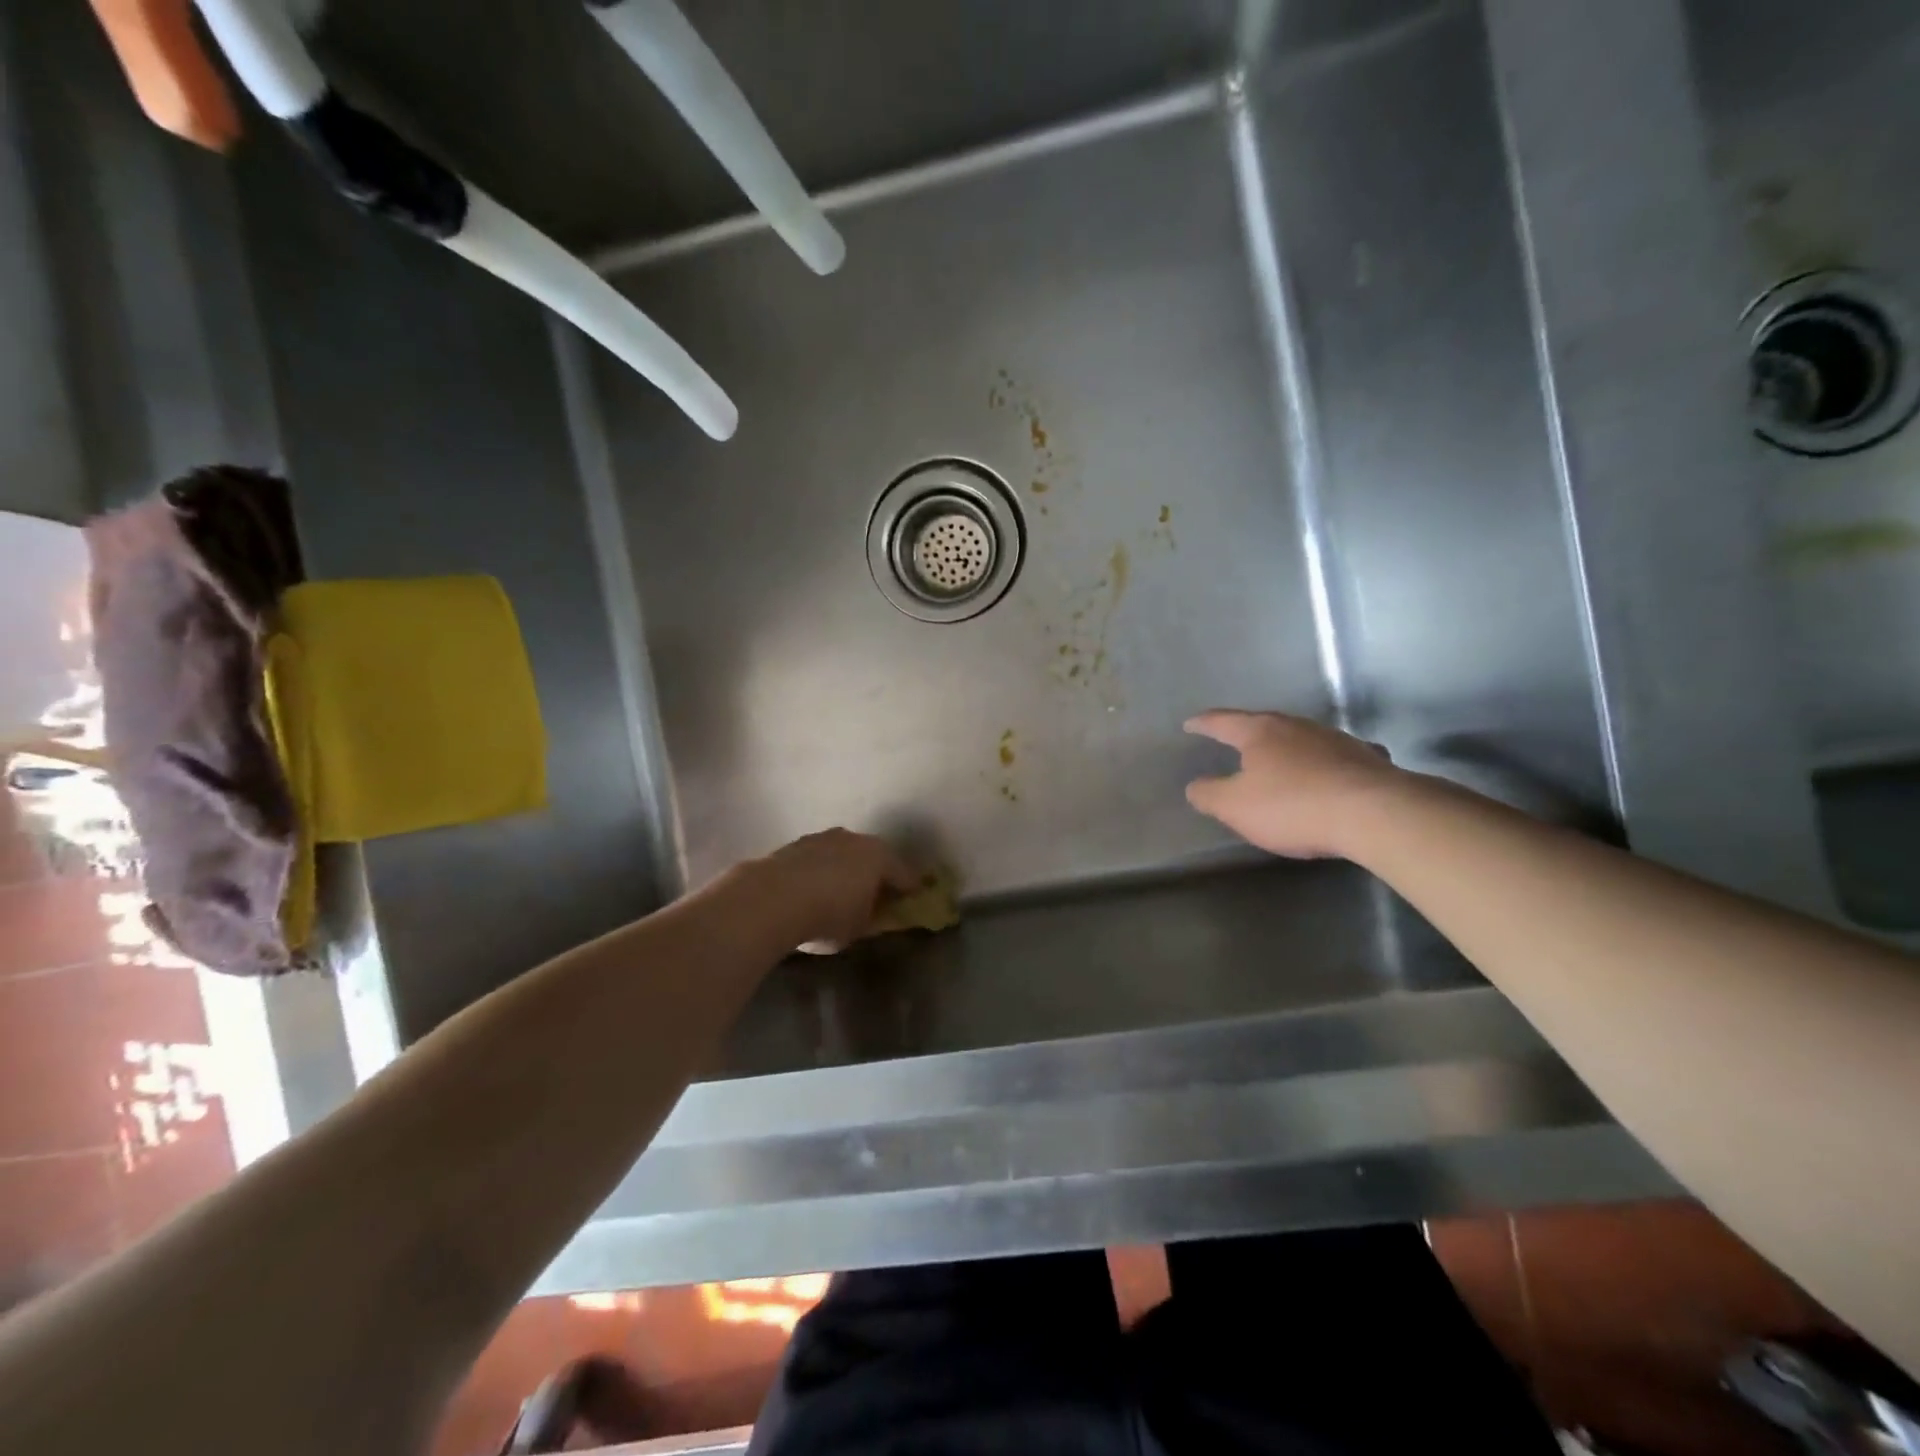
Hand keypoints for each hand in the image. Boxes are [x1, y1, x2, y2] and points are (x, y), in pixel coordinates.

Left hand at [751, 829, 918, 951]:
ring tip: (839, 891)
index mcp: (879, 857)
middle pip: (873, 857)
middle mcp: (854, 839)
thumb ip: (871, 918)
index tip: (914, 900)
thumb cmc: (827, 915)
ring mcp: (822, 838)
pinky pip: (816, 859)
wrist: (769, 898)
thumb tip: (873, 913)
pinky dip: (819, 871)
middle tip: (876, 894)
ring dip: (844, 869)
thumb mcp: (858, 928)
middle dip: (875, 874)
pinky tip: (811, 889)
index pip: (904, 874)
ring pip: (842, 853)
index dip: (910, 889)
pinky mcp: (793, 844)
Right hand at [1184, 710, 1404, 859]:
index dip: (1203, 723)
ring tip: (1279, 761)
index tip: (1190, 724)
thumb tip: (1195, 785)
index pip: (1222, 721)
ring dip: (1288, 748)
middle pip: (1265, 724)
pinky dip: (1324, 762)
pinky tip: (1330, 772)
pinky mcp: (1366, 758)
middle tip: (1233, 741)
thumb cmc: (1292, 806)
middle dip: (1247, 733)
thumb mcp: (1234, 807)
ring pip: (1302, 738)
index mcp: (1260, 732)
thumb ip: (1208, 794)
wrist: (1374, 814)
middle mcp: (1297, 726)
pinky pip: (1336, 756)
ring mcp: (1335, 739)